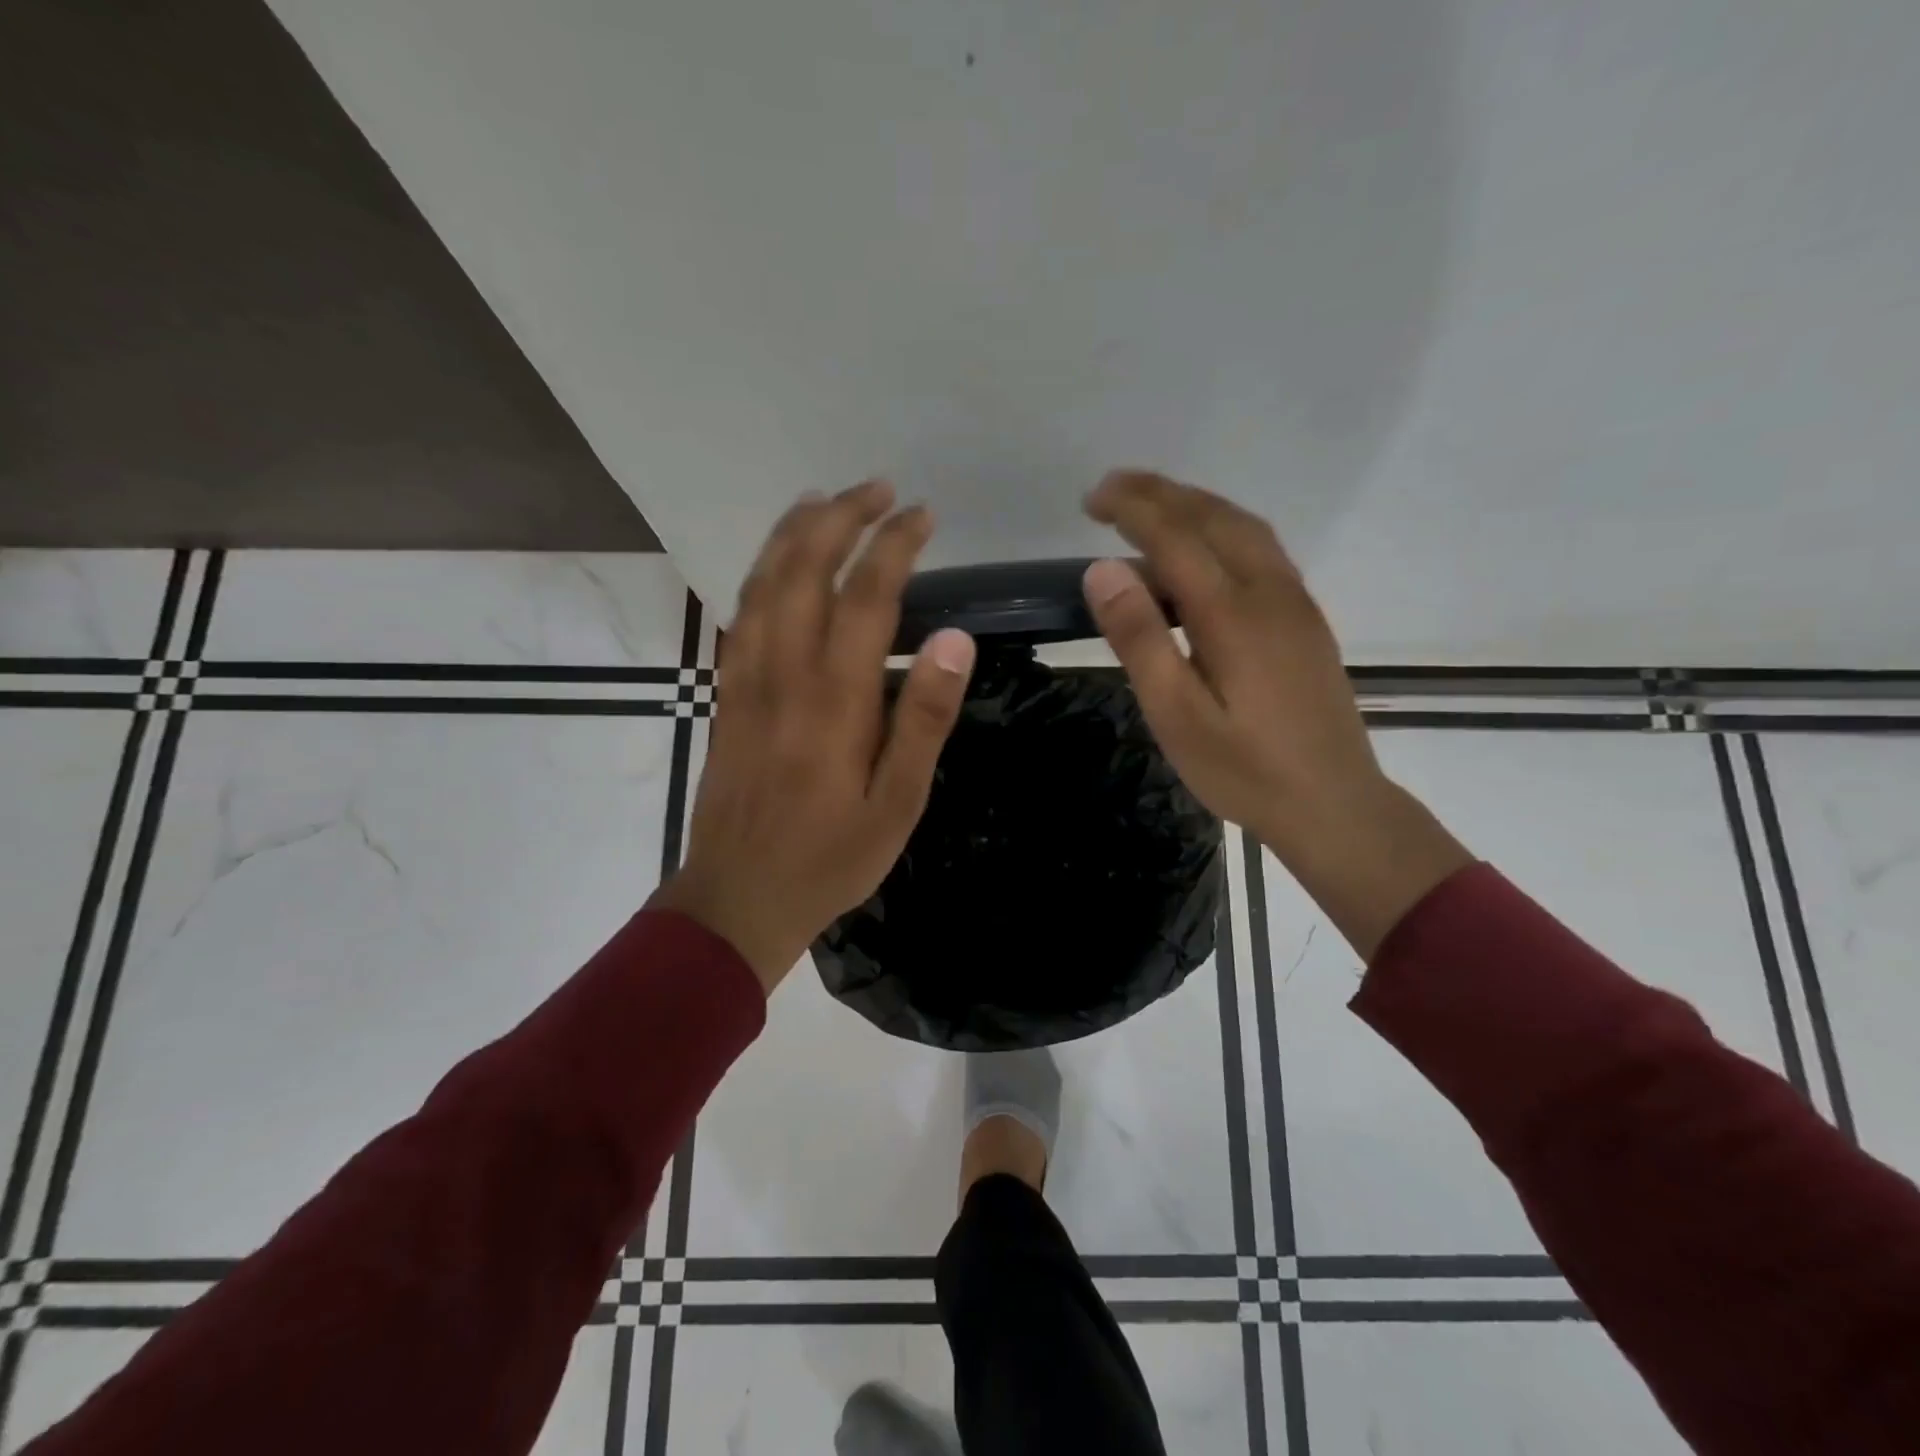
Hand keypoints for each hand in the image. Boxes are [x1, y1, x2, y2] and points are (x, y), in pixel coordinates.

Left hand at [651, 481, 976, 991]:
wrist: (739, 895)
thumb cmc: (831, 856)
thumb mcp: (899, 802)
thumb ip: (924, 718)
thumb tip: (954, 639)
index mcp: (835, 698)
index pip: (867, 595)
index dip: (895, 545)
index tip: (924, 516)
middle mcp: (785, 672)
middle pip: (805, 569)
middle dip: (842, 517)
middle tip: (878, 488)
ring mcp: (746, 678)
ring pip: (763, 582)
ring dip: (795, 532)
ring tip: (825, 499)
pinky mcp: (727, 693)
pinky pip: (740, 614)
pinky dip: (760, 572)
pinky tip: (777, 563)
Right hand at [1082, 471, 1471, 955]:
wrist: (1333, 804)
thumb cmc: (1244, 769)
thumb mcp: (1175, 715)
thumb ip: (1140, 639)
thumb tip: (1101, 570)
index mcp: (1232, 613)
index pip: (1175, 537)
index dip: (1132, 509)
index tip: (1092, 499)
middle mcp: (1269, 592)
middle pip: (1213, 518)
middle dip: (1160, 494)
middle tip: (1111, 490)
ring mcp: (1294, 603)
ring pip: (1244, 527)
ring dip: (1195, 504)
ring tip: (1151, 505)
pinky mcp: (1305, 620)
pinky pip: (1261, 549)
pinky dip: (1223, 527)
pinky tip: (1204, 547)